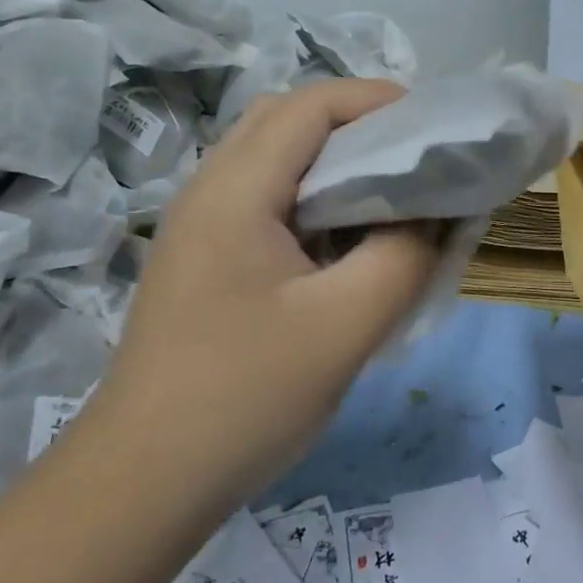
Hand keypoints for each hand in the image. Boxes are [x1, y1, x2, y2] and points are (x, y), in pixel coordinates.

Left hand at [96, 78, 443, 500]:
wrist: (143, 482)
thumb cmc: (244, 399)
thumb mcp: (345, 327)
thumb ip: (405, 256)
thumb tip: (439, 213)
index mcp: (235, 192)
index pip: (310, 105)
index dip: (378, 99)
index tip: (436, 126)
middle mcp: (209, 191)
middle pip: (287, 120)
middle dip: (358, 124)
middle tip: (415, 158)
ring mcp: (201, 226)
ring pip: (276, 160)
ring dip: (337, 162)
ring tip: (392, 195)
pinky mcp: (206, 260)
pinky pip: (268, 201)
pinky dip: (316, 199)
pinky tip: (348, 243)